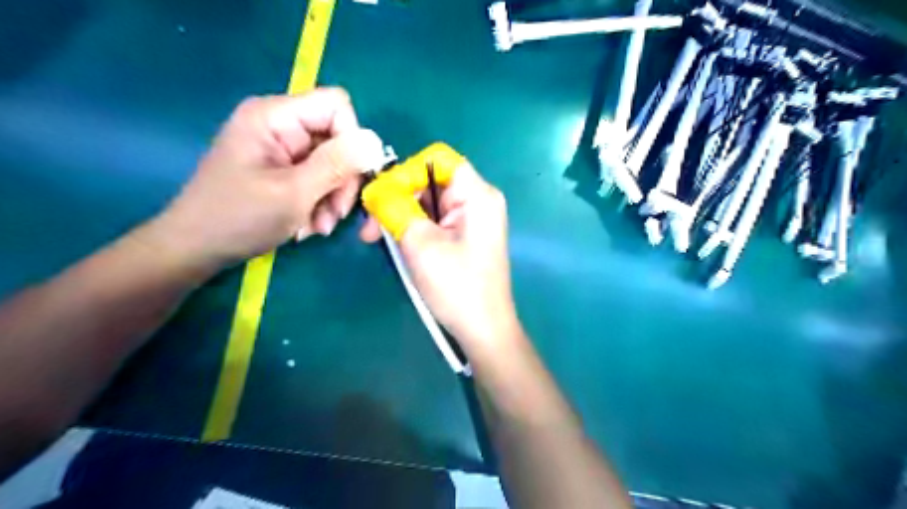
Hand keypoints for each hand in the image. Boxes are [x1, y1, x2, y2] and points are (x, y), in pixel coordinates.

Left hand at [140, 89, 383, 275]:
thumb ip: (336, 165)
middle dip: (342, 179)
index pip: (336, 106)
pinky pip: (318, 178)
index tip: (352, 177)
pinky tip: (309, 225)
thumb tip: (374, 142)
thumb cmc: (239, 218)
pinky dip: (320, 203)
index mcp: (274, 117)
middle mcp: (280, 125)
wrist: (196, 249)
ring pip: (332, 163)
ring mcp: (282, 148)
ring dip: (332, 198)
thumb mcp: (294, 193)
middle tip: (335, 214)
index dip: (352, 139)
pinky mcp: (283, 168)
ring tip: (319, 227)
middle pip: (337, 138)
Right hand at [360, 160, 521, 349]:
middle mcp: (478, 200)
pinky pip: (435, 220)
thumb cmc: (456, 287)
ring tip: (377, 239)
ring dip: (401, 216)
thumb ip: (395, 208)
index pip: (436, 158)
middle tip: (371, 228)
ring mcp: (472, 219)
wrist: (483, 330)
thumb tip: (377, 189)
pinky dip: (414, 228)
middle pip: (430, 180)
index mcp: (477, 194)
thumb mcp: (420, 243)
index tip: (383, 198)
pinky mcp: (465, 236)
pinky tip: (398, 245)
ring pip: (428, 202)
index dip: (406, 171)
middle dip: (398, 198)